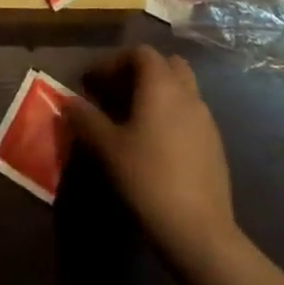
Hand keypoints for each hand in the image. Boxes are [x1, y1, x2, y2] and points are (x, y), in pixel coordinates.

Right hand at [67, 45, 242, 273]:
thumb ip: (86, 119)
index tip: (92, 83)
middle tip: (115, 94)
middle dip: (139, 72)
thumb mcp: (107, 148)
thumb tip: (68, 101)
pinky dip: (171, 115)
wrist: (199, 230)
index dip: (113, 62)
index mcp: (161, 85)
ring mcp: (206, 119)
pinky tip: (155, 144)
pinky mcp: (215, 144)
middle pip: (166, 64)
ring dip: (157, 93)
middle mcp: (187, 93)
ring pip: (181, 89)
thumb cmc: (148, 179)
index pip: (140, 53)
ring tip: (132, 119)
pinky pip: (190, 114)